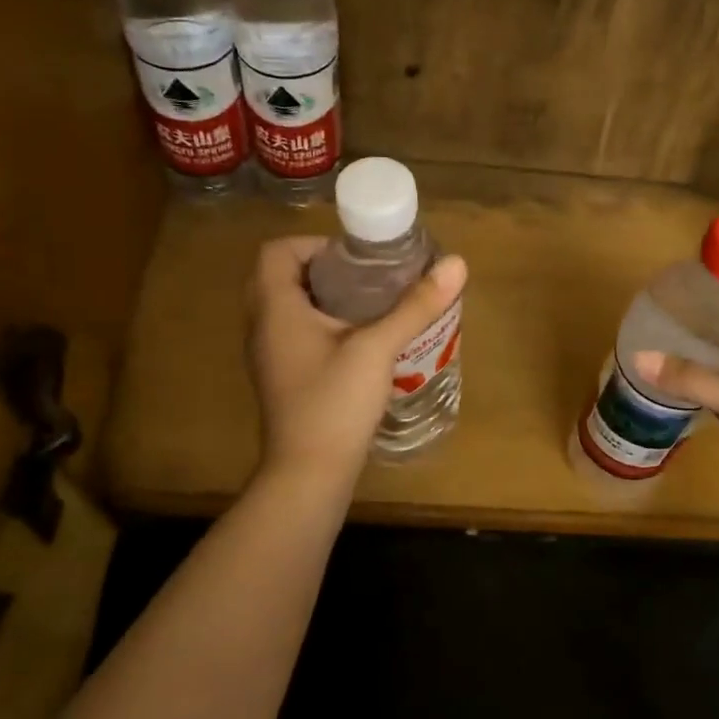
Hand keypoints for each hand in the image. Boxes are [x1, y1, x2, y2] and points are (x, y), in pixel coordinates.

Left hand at [244, 237, 467, 486]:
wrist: (309, 474)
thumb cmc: (335, 403)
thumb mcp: (377, 348)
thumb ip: (415, 306)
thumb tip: (456, 264)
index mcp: (275, 308)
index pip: (277, 251)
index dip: (314, 244)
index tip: (356, 258)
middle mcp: (262, 327)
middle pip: (282, 278)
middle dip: (323, 271)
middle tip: (366, 279)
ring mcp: (268, 357)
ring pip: (289, 310)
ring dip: (323, 300)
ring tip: (369, 307)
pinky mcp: (281, 380)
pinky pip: (295, 337)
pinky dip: (321, 328)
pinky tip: (359, 345)